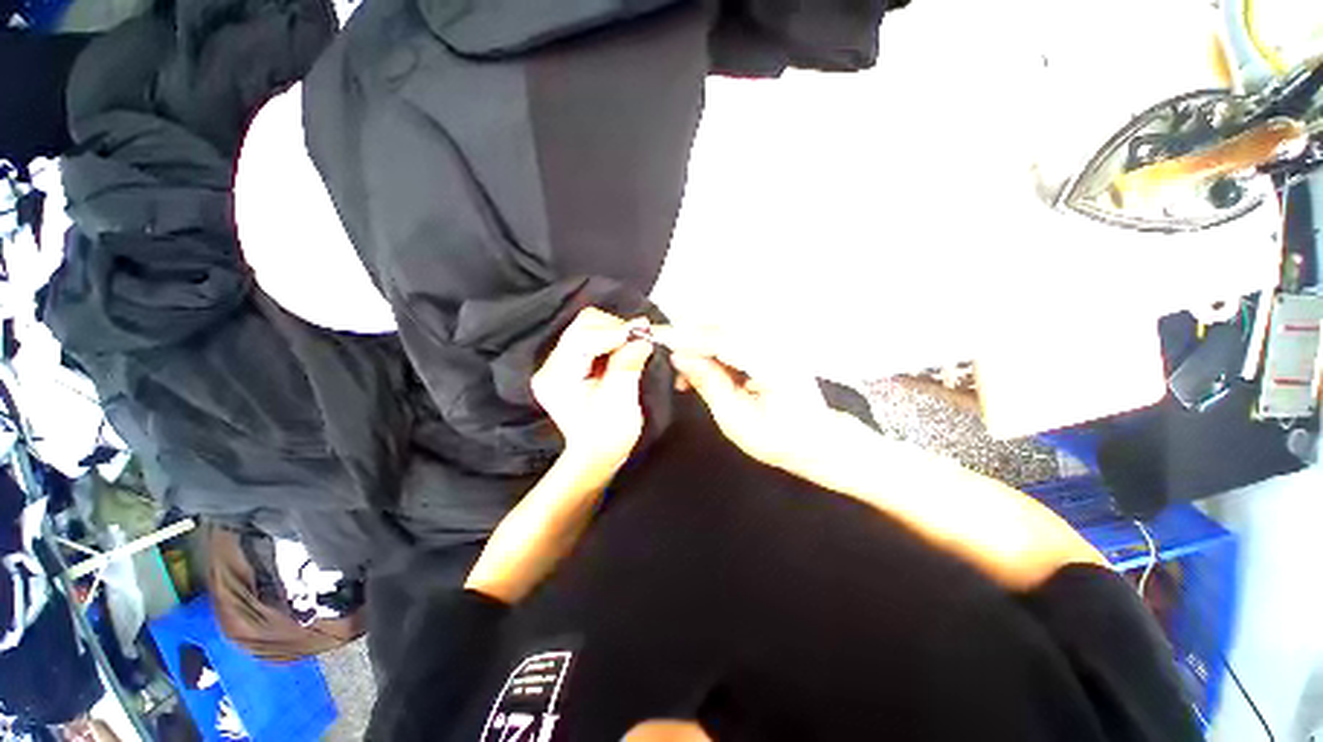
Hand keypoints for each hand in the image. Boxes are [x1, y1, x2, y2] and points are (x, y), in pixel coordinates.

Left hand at [533, 308, 654, 478]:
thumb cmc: (607, 437)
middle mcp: (552, 366)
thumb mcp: (621, 400)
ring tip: (634, 345)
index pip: (583, 338)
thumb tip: (642, 337)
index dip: (614, 332)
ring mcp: (560, 363)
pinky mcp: (572, 363)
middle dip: (615, 329)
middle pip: (582, 326)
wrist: (596, 455)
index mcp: (557, 377)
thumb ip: (628, 364)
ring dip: (615, 333)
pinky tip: (625, 349)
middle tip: (641, 338)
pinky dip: (613, 339)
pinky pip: (593, 337)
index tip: (642, 333)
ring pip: (588, 327)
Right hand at [657, 327, 842, 474]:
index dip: (688, 337)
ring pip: (725, 328)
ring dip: (698, 342)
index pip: (724, 339)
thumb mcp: (737, 421)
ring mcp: (775, 341)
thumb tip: (680, 357)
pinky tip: (701, 367)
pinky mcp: (769, 343)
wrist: (817, 440)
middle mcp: (777, 344)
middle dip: (689, 336)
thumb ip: (709, 384)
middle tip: (667, 358)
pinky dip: (711, 347)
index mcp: (774, 365)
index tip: (659, 340)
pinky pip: (733, 336)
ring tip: (684, 371)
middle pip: (723, 326)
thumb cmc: (779, 439)